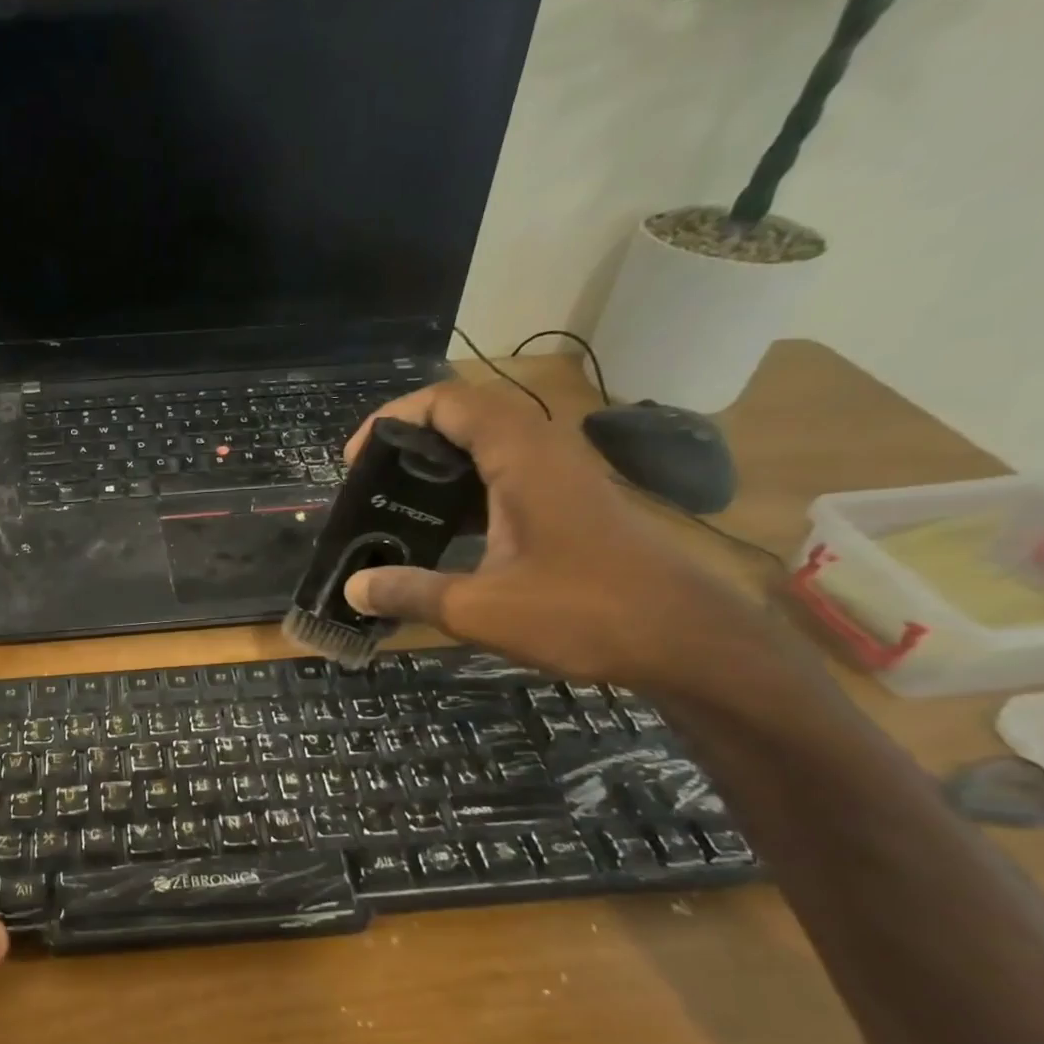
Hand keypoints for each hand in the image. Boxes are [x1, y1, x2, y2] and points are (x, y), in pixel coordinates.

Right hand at [340, 381, 751, 688]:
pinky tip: (445, 533)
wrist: (690, 641)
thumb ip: (410, 593)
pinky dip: (467, 490)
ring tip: (397, 505)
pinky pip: (508, 475)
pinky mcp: (573, 504)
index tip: (356, 460)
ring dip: (439, 465)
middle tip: (371, 483)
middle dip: (410, 439)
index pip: (449, 402)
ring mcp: (564, 477)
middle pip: (468, 415)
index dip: (394, 419)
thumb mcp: (480, 610)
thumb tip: (352, 588)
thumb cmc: (585, 614)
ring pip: (490, 445)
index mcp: (521, 459)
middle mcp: (544, 452)